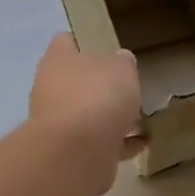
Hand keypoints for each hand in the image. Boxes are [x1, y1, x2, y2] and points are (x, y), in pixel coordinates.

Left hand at [29, 34, 144, 194]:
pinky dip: (118, 143)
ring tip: (141, 119)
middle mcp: (52, 90)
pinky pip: (99, 143)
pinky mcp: (70, 153)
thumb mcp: (122, 69)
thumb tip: (120, 62)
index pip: (65, 42)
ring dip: (111, 118)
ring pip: (88, 115)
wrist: (77, 153)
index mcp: (58, 61)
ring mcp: (59, 124)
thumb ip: (123, 63)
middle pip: (77, 82)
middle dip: (101, 87)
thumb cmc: (97, 97)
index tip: (105, 49)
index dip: (83, 43)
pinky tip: (142, 143)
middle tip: (129, 88)